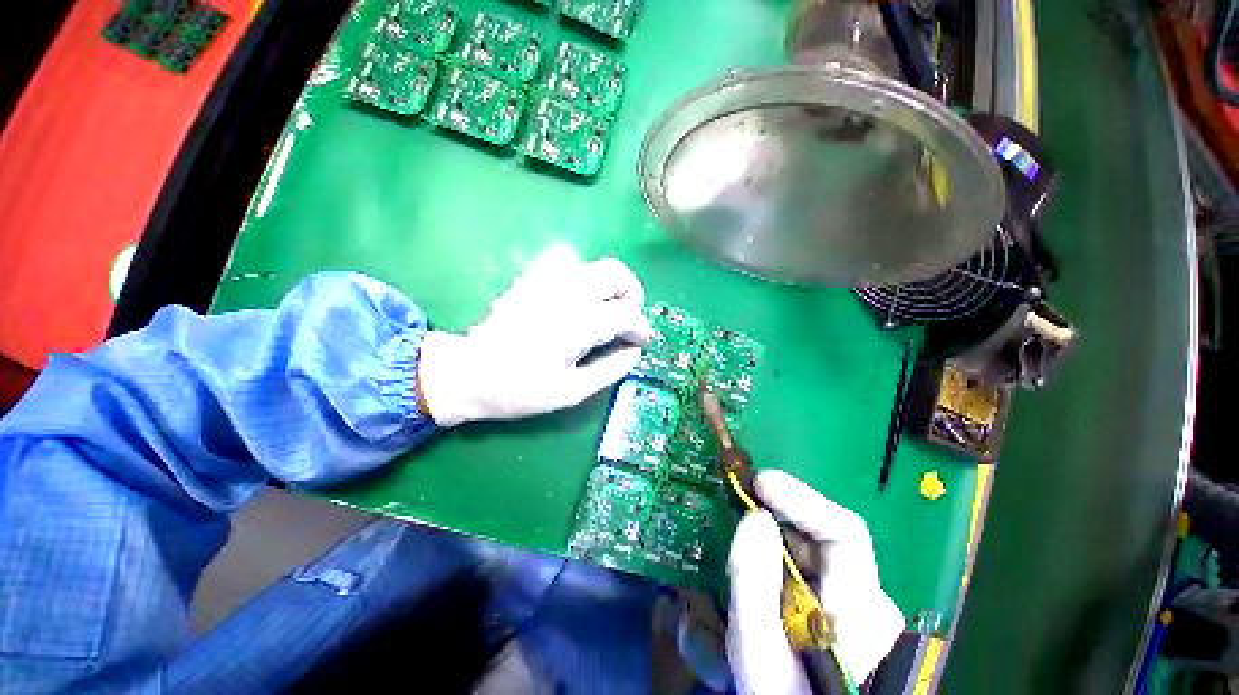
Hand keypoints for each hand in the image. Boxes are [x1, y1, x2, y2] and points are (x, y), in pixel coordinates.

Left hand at [418, 245, 651, 426]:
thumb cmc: (521, 389)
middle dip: (631, 294)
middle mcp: (567, 294)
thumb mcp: (572, 391)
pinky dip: (578, 271)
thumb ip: (610, 369)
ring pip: (591, 262)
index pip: (626, 315)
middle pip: (616, 274)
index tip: (642, 341)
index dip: (641, 329)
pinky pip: (562, 258)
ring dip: (606, 282)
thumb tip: (635, 352)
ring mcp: (546, 281)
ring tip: (603, 304)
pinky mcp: (531, 278)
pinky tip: (575, 293)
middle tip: (628, 318)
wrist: (470, 373)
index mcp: (579, 324)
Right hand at [728, 470, 903, 693]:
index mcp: (861, 611)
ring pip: (814, 550)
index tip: (759, 483)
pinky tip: (757, 568)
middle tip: (739, 508)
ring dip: (776, 538)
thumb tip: (755, 517)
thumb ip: (754, 582)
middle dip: (779, 518)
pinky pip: (808, 565)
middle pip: (824, 537)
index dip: (801, 498)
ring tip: (743, 544)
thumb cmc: (781, 694)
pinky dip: (779, 556)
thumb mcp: (757, 648)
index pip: (844, 531)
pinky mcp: (840, 609)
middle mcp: (870, 601)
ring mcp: (857, 605)